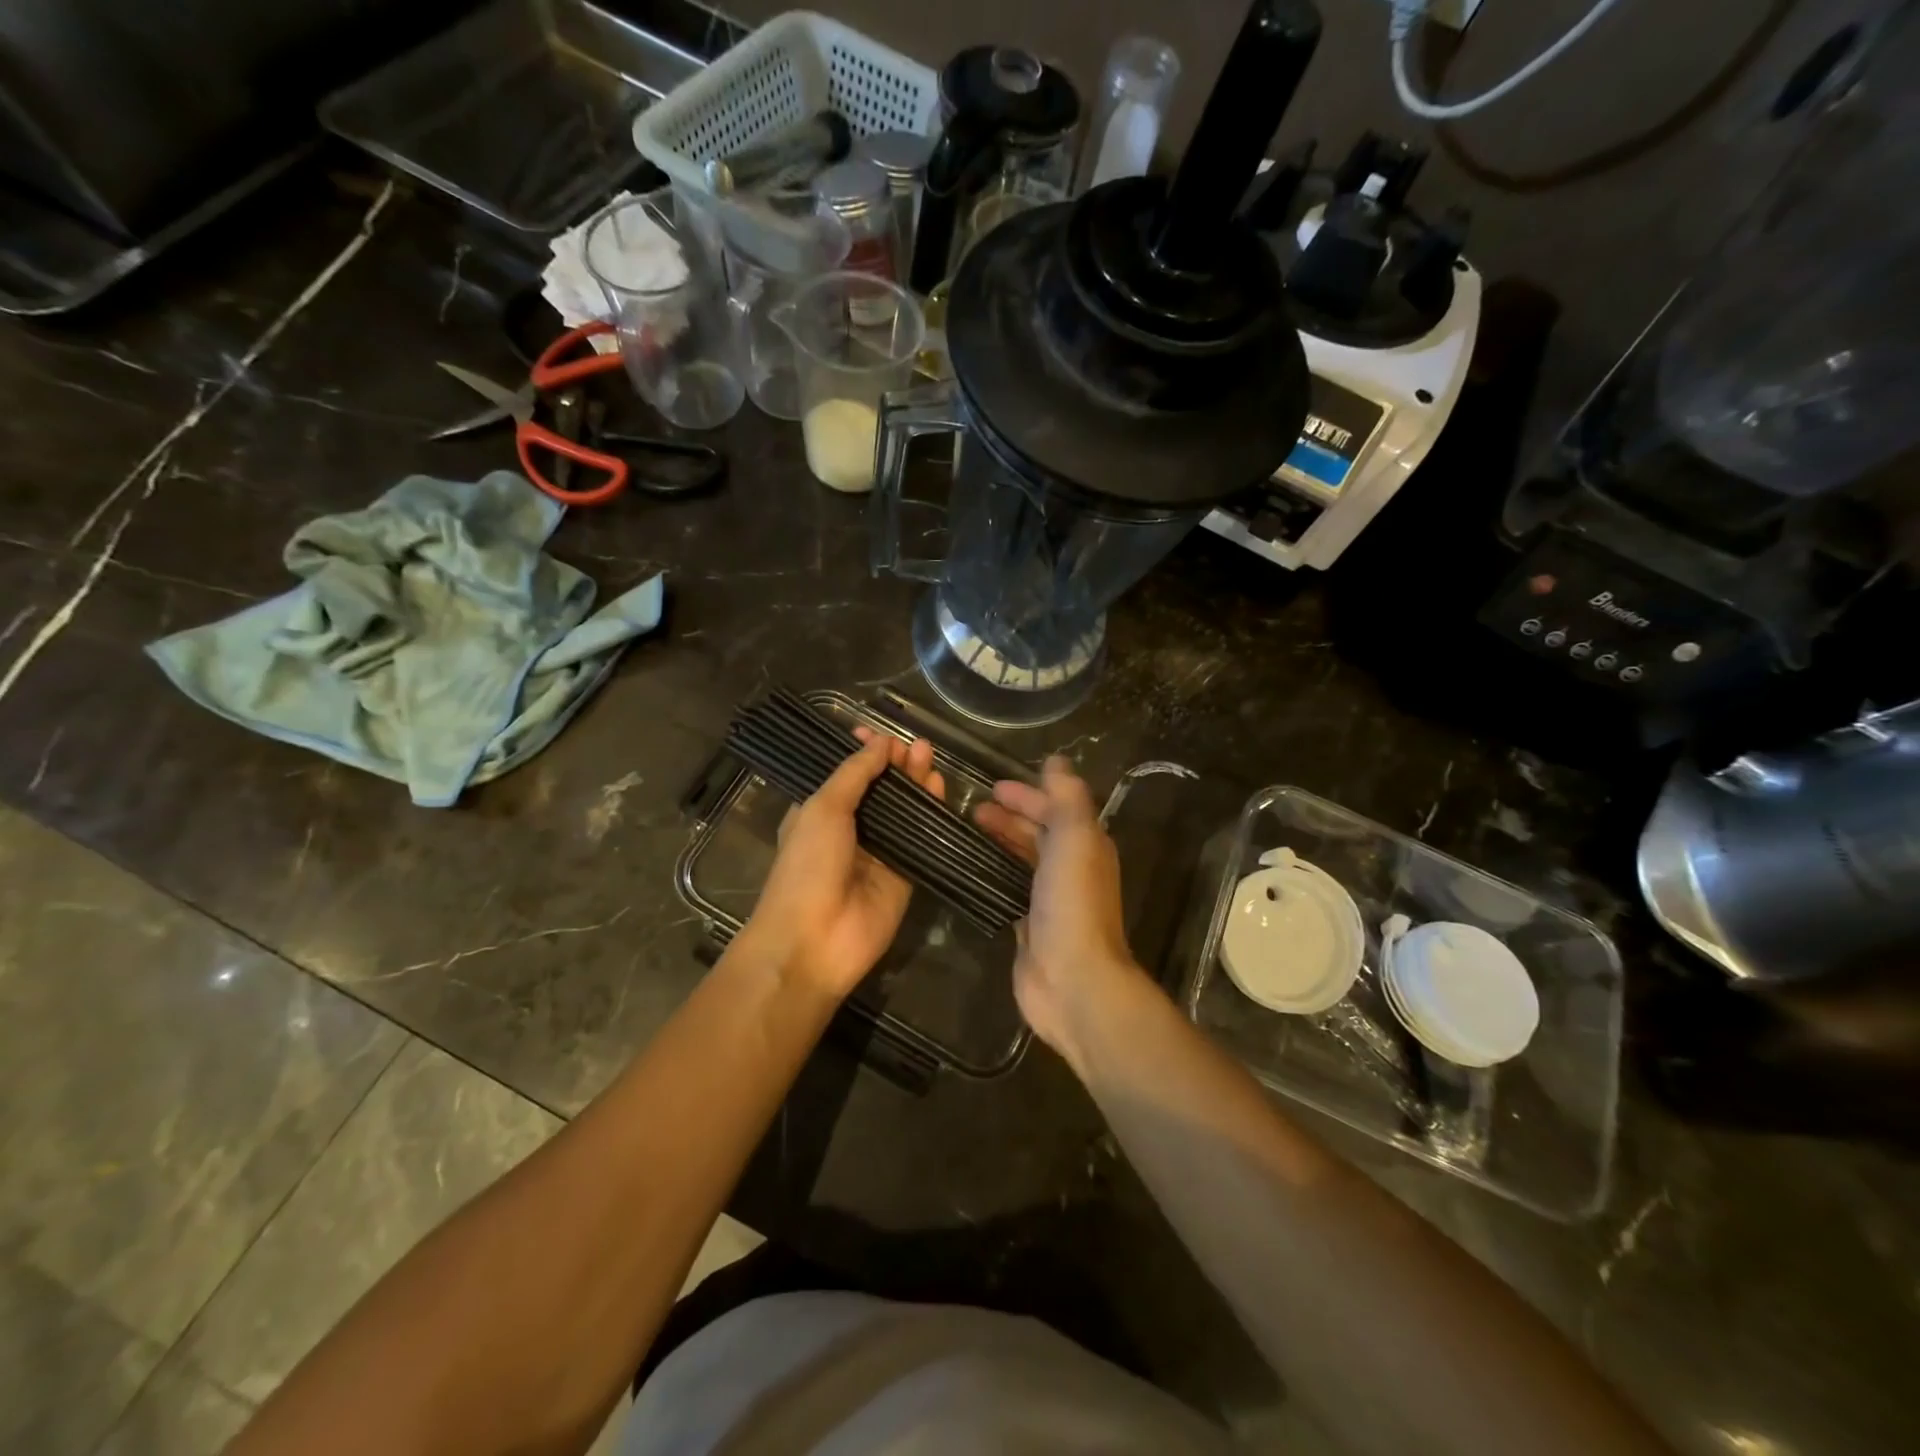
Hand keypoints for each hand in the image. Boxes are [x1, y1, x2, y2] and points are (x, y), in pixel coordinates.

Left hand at [741, 727, 944, 999]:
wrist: (814, 940)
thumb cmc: (807, 865)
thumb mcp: (823, 808)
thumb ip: (855, 774)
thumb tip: (880, 742)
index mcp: (820, 812)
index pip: (847, 774)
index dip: (864, 753)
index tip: (881, 734)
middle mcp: (851, 829)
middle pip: (880, 789)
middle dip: (896, 765)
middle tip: (917, 745)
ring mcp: (880, 853)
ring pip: (904, 810)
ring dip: (915, 783)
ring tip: (929, 755)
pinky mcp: (905, 874)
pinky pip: (921, 839)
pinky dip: (931, 814)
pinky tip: (939, 789)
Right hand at [974, 756, 1148, 1064]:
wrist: (1073, 978)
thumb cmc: (1073, 901)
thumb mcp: (1075, 835)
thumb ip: (1066, 796)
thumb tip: (1057, 760)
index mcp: (1087, 844)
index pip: (1056, 808)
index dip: (1028, 794)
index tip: (992, 787)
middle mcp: (1072, 868)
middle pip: (1039, 832)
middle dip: (1010, 817)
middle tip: (973, 809)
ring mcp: (1050, 899)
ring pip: (1023, 859)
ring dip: (1000, 842)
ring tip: (967, 832)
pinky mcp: (1029, 925)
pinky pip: (1009, 888)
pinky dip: (993, 873)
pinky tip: (970, 870)